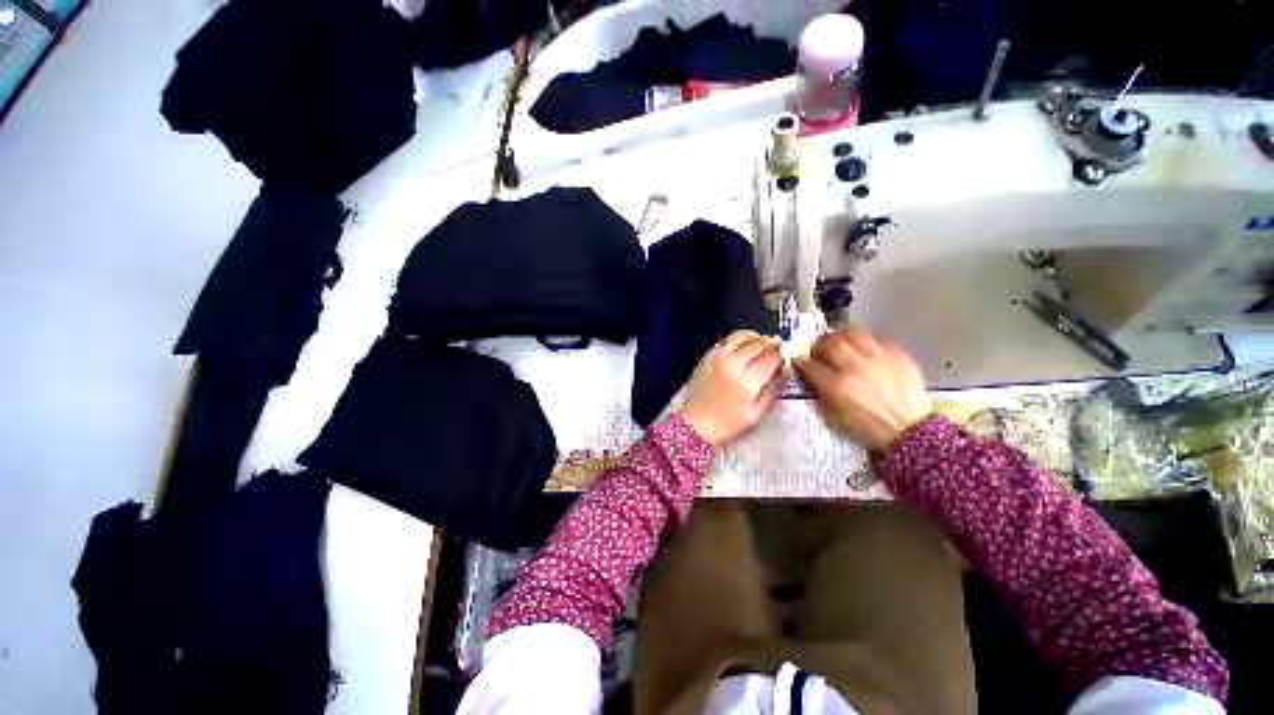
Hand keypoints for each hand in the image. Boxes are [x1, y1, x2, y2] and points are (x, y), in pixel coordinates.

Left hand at [677, 330, 785, 444]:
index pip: (772, 358)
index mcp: (747, 381)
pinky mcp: (707, 356)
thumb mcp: (757, 414)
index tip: (785, 358)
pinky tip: (743, 346)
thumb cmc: (727, 422)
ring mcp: (718, 358)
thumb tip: (783, 372)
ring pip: (741, 336)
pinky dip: (738, 339)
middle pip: (758, 343)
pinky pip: (726, 340)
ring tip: (762, 343)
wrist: (697, 423)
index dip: (782, 356)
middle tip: (778, 346)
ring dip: (756, 337)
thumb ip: (773, 390)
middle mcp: (732, 364)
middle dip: (772, 343)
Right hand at [794, 327, 930, 450]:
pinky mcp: (898, 355)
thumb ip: (821, 393)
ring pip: (853, 333)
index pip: (811, 365)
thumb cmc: (867, 427)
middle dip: (820, 344)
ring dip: (841, 337)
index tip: (800, 360)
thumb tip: (812, 376)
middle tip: (819, 349)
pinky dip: (867, 343)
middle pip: (830, 343)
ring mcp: (879, 359)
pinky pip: (877, 339)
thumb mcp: (834, 416)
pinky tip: (865, 351)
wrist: (909, 431)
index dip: (802, 361)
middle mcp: (856, 368)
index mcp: (837, 387)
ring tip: (840, 343)